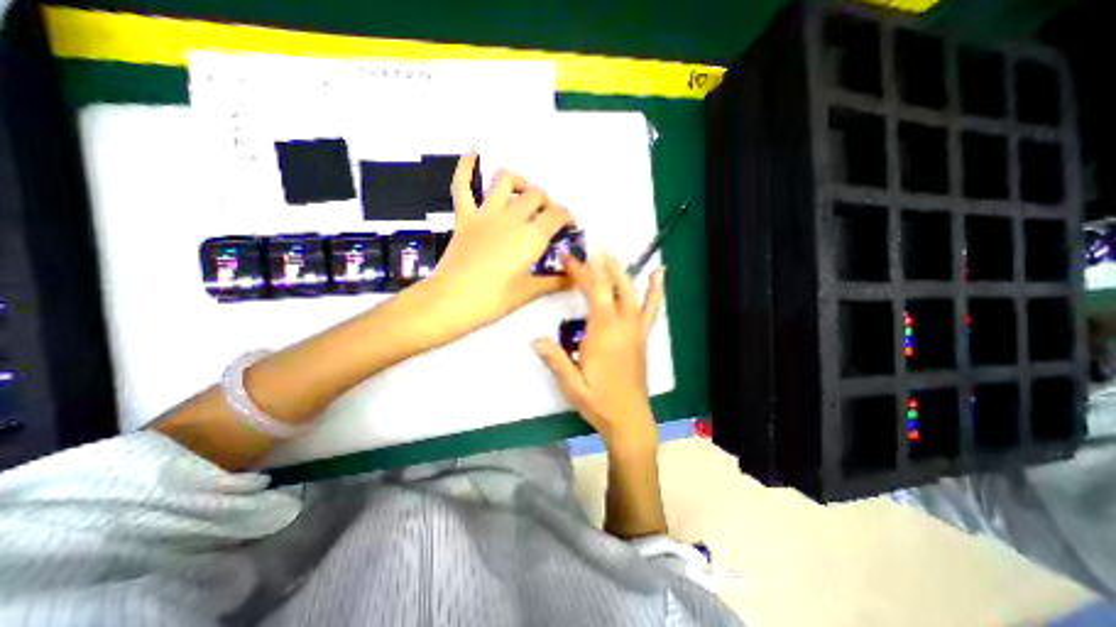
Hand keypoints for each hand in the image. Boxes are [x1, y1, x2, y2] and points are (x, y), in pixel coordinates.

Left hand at [422, 150, 575, 336]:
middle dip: (547, 203)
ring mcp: (486, 214)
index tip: (569, 225)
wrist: (451, 301)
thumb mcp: (528, 292)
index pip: (557, 216)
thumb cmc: (493, 300)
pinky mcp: (465, 217)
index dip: (567, 217)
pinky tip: (472, 153)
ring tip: (524, 192)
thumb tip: (575, 280)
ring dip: (519, 182)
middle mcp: (512, 218)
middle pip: (536, 195)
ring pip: (506, 181)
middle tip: (548, 217)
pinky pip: (462, 186)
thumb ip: (555, 282)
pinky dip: (465, 167)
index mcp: (531, 237)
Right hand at [531, 251, 661, 453]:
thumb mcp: (571, 385)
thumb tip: (535, 340)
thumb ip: (555, 360)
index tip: (574, 254)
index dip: (585, 271)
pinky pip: (651, 308)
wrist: (629, 419)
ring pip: (632, 292)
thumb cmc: (598, 401)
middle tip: (589, 251)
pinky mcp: (642, 336)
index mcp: (603, 333)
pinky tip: (660, 273)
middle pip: (613, 287)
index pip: (595, 293)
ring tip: (611, 256)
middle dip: (600, 266)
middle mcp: (623, 326)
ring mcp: (636, 330)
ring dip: (621, 271)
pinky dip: (655, 289)